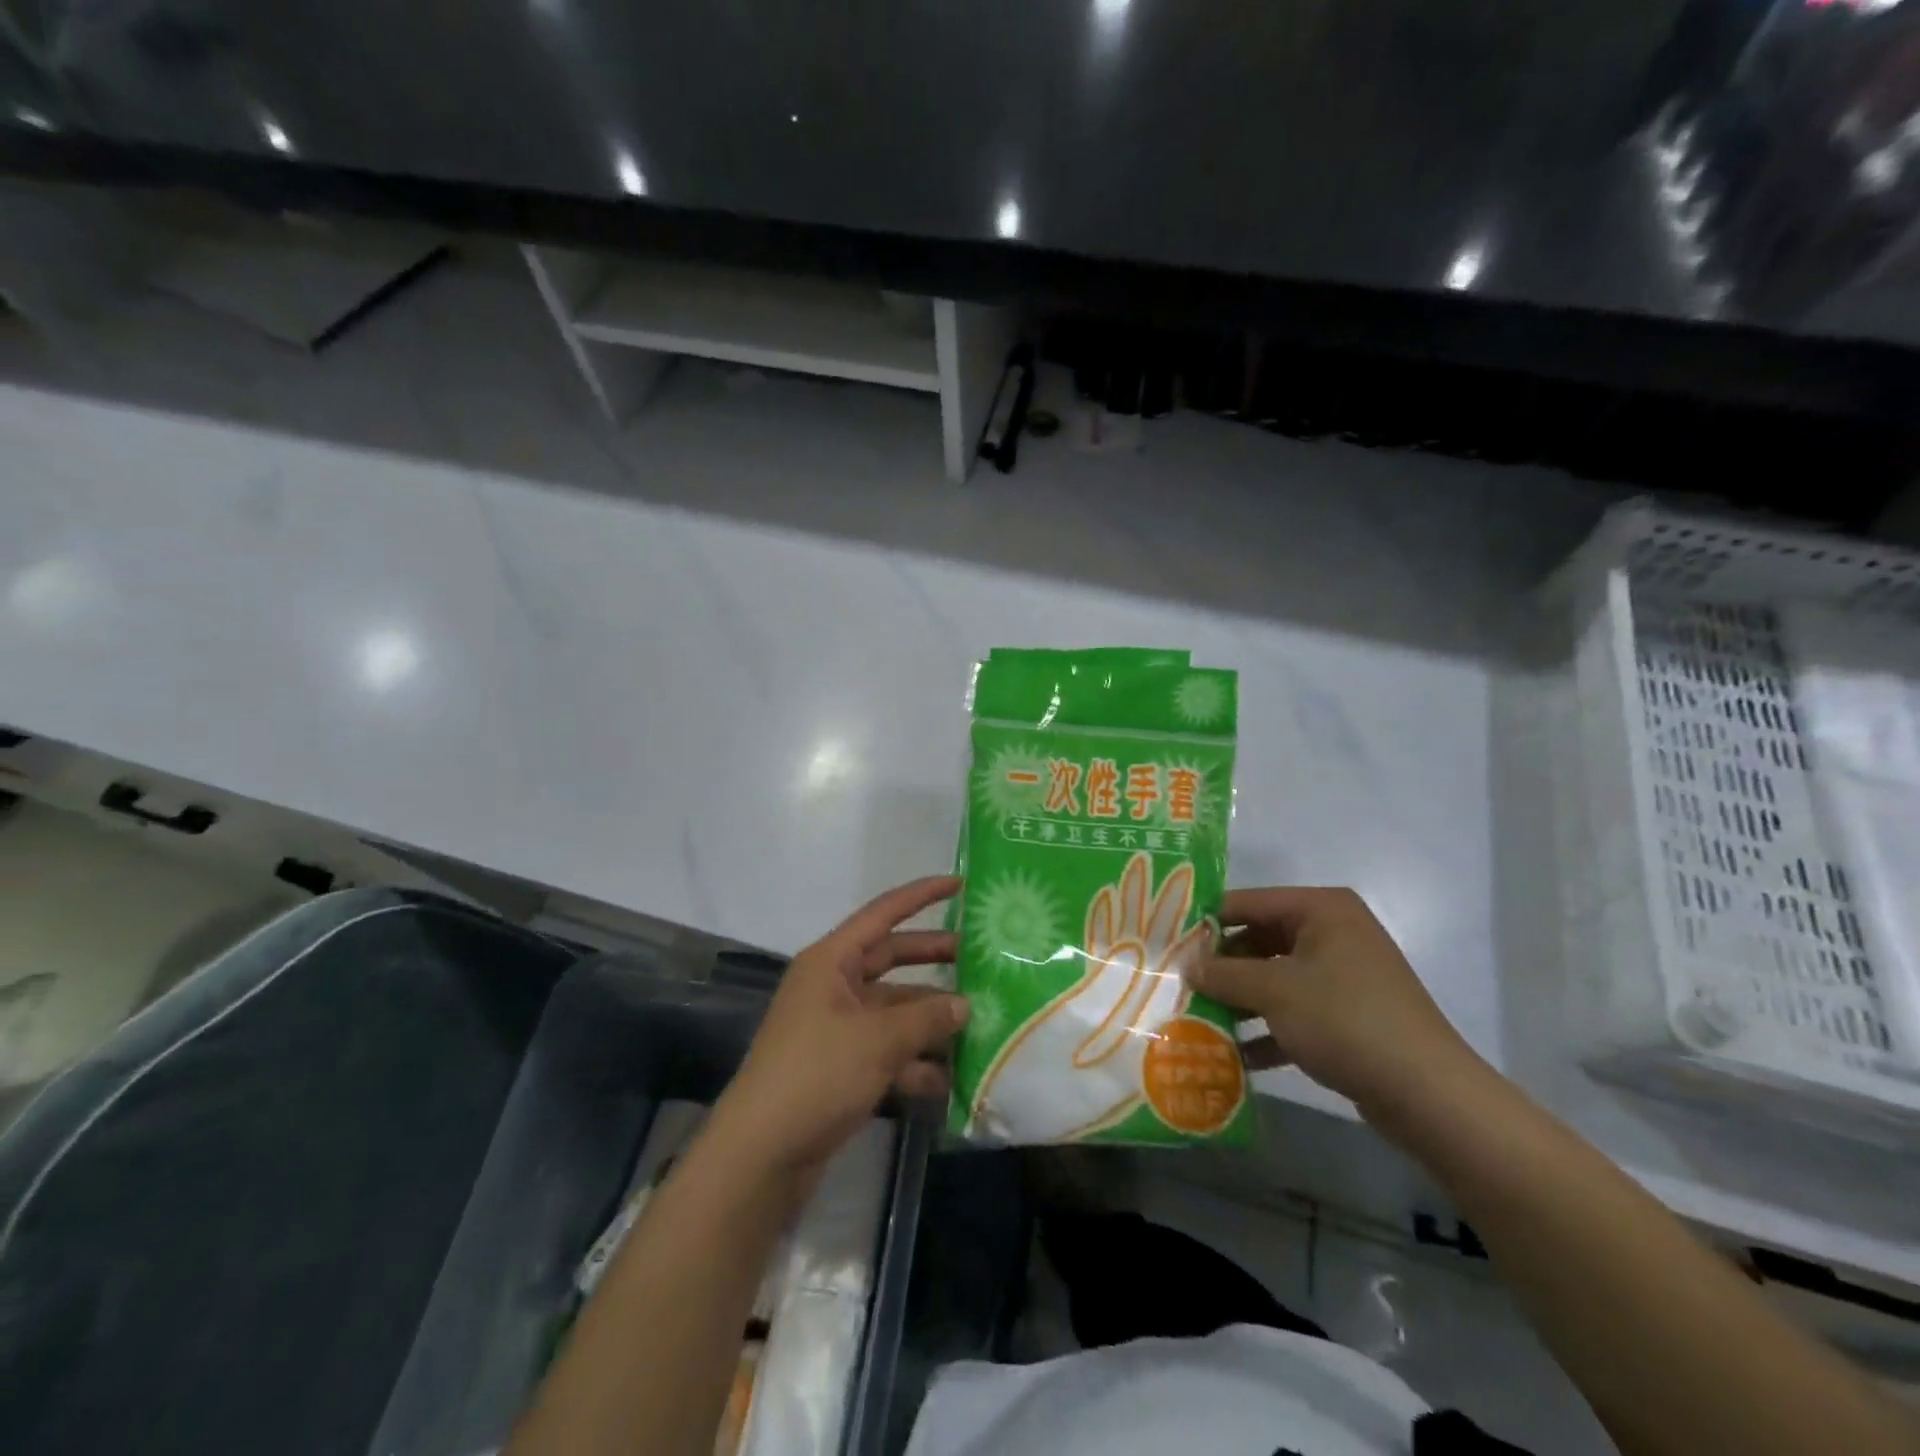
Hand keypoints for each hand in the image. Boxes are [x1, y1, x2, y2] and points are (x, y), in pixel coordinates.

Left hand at [708, 876, 967, 1181]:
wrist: (762, 1154)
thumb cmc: (817, 1075)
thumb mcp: (878, 1040)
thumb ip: (926, 1018)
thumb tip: (964, 1004)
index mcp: (832, 962)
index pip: (883, 914)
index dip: (921, 895)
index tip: (960, 884)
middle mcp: (834, 987)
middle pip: (892, 960)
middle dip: (934, 958)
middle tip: (981, 958)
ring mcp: (837, 1028)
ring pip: (894, 1010)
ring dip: (931, 1019)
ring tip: (980, 1023)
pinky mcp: (841, 1067)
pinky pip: (888, 1051)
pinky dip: (916, 1061)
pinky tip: (952, 1078)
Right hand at [1185, 887, 1479, 1118]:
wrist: (1427, 1094)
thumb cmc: (1344, 1019)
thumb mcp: (1273, 990)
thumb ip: (1224, 974)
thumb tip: (1187, 966)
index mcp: (1321, 910)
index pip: (1248, 902)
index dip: (1206, 922)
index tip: (1167, 942)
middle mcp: (1333, 933)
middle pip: (1259, 940)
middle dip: (1221, 967)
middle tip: (1178, 984)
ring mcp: (1343, 976)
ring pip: (1275, 979)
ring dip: (1239, 1001)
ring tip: (1196, 1018)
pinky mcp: (1348, 1016)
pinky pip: (1294, 1012)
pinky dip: (1267, 1030)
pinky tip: (1234, 1056)